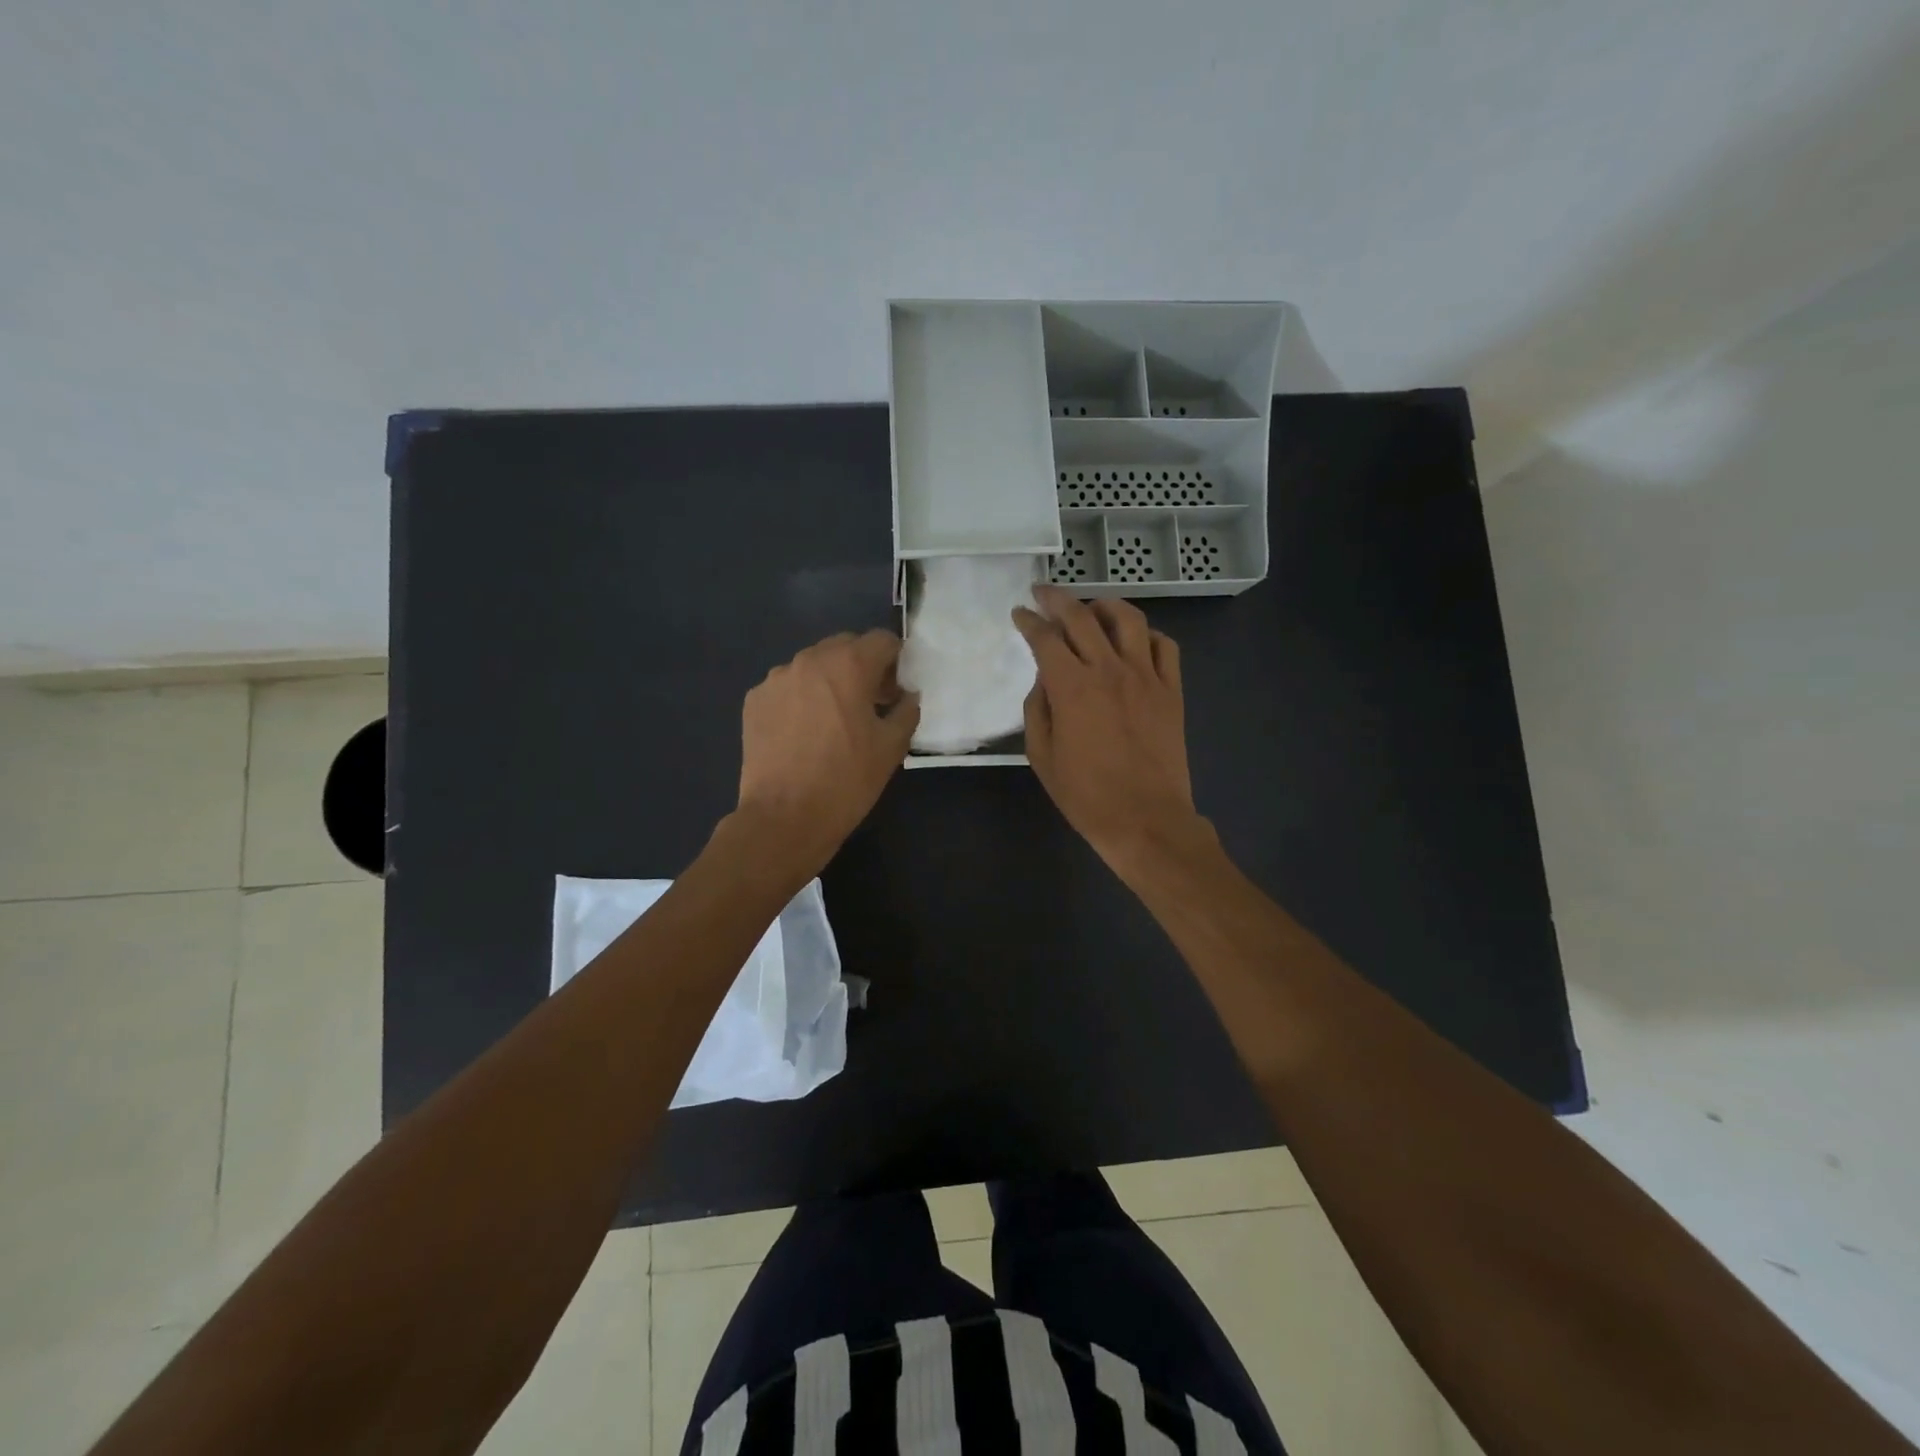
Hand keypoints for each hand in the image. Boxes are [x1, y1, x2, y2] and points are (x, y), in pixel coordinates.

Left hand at [735, 630, 920, 876]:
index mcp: (848, 664)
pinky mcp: (754, 700)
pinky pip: (787, 688)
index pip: (882, 640)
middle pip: (845, 647)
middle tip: (869, 704)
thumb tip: (907, 696)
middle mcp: (809, 660)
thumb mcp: (892, 747)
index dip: (896, 661)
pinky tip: (804, 733)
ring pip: (813, 666)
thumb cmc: (847, 780)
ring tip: (833, 721)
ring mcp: (776, 679)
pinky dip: (801, 699)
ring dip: (829, 682)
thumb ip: (906, 710)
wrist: (784, 818)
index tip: (896, 690)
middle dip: (862, 667)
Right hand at [1012, 585, 1201, 874]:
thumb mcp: (1042, 757)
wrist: (1146, 820)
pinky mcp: (1171, 690)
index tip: (1020, 613)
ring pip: (1128, 619)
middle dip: (1058, 599)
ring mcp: (1146, 676)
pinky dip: (1146, 634)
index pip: (1046, 638)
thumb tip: (1044, 681)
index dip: (1029, 621)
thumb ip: (1037, 711)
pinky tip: (1134, 641)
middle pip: (1082, 617)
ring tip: (1092, 608)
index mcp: (1071, 687)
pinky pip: (1164, 646)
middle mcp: (1109, 670)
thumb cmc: (1086, 796)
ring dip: (1105, 606)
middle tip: (1043, 593)